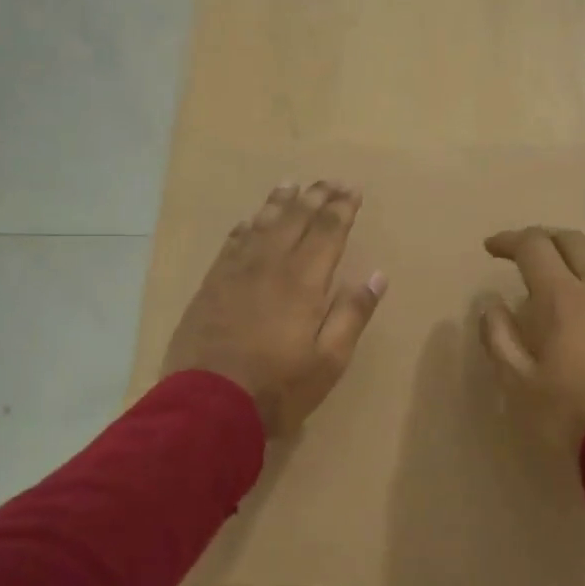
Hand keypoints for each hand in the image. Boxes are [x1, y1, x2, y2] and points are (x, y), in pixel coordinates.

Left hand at [162, 181, 386, 436]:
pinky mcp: (210, 286)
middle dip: (315, 197)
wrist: (208, 405)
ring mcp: (235, 273)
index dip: (341, 209)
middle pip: (295, 220)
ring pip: (260, 225)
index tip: (352, 190)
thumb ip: (352, 314)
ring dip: (279, 203)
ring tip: (291, 185)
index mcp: (303, 281)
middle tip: (329, 180)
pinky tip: (248, 221)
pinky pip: (230, 245)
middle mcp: (269, 265)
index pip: (327, 232)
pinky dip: (244, 228)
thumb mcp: (329, 360)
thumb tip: (376, 275)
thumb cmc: (278, 387)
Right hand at [479, 226, 584, 452]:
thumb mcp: (519, 384)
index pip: (533, 247)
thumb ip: (500, 338)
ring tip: (568, 269)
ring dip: (580, 253)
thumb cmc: (573, 415)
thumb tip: (492, 305)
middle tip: (527, 253)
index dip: (509, 241)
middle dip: (544, 239)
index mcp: (563, 297)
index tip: (492, 248)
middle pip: (573, 241)